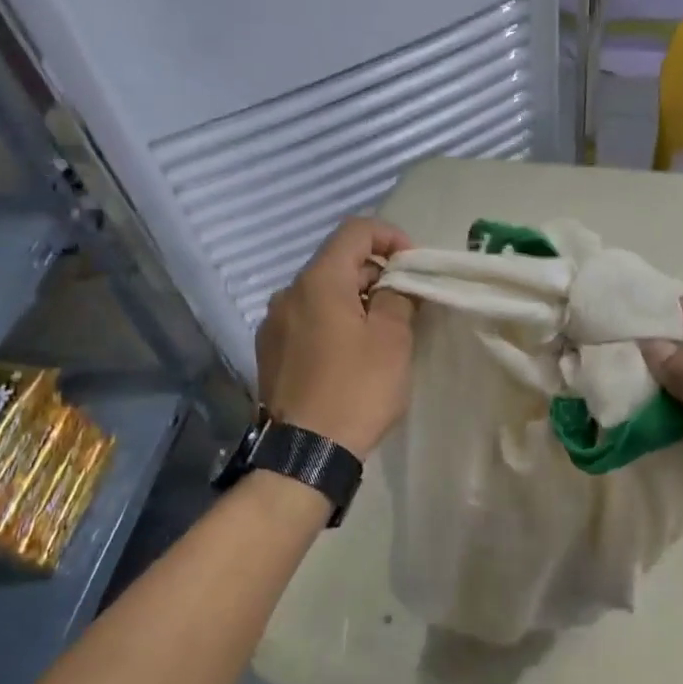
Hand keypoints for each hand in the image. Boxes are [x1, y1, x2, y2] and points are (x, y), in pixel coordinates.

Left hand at [258, 217, 416, 455]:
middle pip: (337, 262)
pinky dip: (332, 322)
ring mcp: (273, 323)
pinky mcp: (269, 351)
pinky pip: (306, 320)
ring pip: (321, 294)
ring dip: (354, 300)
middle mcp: (288, 293)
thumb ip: (398, 297)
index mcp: (318, 281)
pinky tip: (349, 355)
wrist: (305, 453)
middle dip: (375, 274)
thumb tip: (396, 283)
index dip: (390, 236)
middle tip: (406, 304)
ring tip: (380, 332)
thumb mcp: (392, 340)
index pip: (355, 230)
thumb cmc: (356, 389)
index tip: (413, 265)